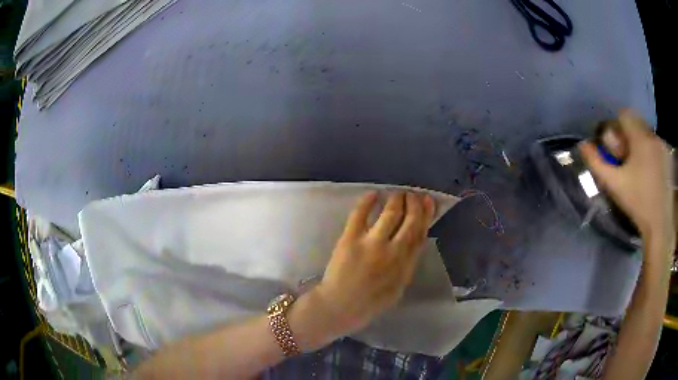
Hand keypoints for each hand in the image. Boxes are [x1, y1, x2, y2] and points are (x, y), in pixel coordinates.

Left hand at [314, 191, 434, 339]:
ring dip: (396, 199)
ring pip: (390, 213)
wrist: (340, 307)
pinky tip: (373, 194)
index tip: (428, 202)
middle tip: (412, 194)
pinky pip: (360, 214)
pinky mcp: (350, 239)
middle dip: (414, 203)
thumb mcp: (397, 289)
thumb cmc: (369, 303)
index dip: (426, 215)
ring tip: (397, 193)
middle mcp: (392, 252)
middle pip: (410, 220)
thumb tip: (414, 244)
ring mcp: (371, 244)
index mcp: (405, 266)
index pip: (420, 234)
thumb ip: (407, 267)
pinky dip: (368, 201)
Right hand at [579, 109, 674, 245]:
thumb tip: (583, 145)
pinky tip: (651, 172)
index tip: (616, 147)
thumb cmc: (638, 204)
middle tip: (627, 160)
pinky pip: (656, 144)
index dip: (616, 127)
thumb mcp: (615, 185)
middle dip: (628, 135)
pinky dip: (650, 152)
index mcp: (640, 138)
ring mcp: (663, 146)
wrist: (660, 225)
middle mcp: (653, 135)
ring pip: (646, 133)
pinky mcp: (669, 157)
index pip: (624, 114)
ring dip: (640, 144)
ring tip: (640, 169)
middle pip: (636, 122)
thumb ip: (597, 163)